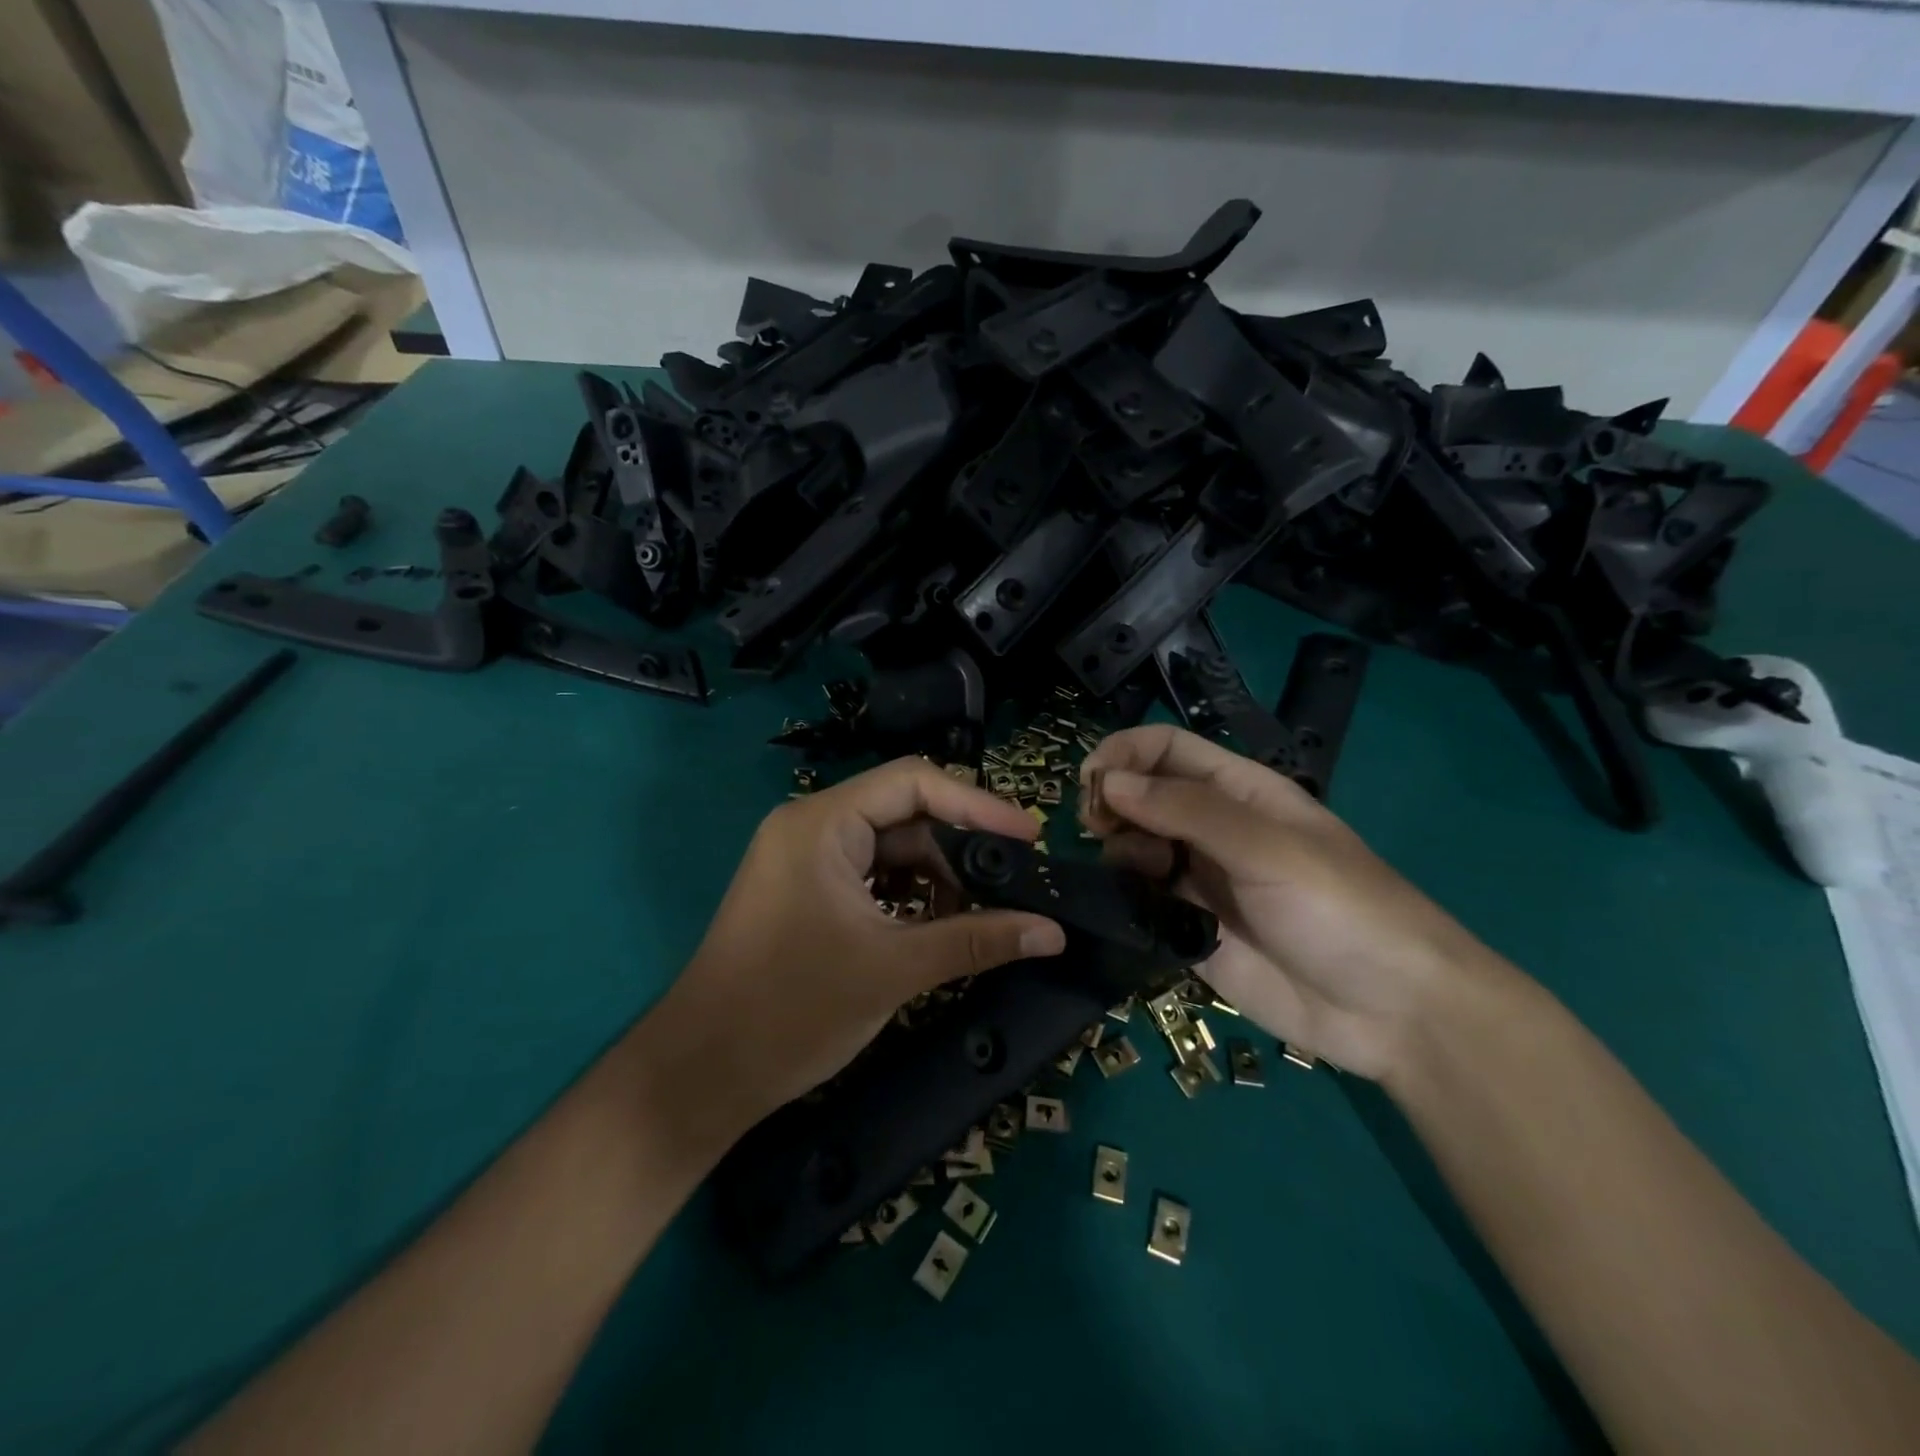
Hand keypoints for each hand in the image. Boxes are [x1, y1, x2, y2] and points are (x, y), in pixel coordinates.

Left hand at [656, 758, 1066, 1132]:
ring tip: (983, 914)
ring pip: (891, 849)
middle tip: (1015, 882)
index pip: (913, 782)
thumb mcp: (894, 968)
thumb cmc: (792, 1010)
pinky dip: (909, 896)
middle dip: (960, 849)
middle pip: (904, 814)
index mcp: (821, 824)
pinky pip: (872, 877)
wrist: (701, 1075)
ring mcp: (805, 860)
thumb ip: (978, 941)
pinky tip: (940, 925)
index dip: (976, 805)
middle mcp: (811, 827)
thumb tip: (1053, 932)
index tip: (1029, 837)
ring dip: (938, 878)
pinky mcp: (806, 892)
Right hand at [1080, 725, 1499, 1080]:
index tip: (1091, 781)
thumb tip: (1109, 782)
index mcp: (1239, 792)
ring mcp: (1200, 881)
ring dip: (1116, 850)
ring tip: (1131, 873)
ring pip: (1135, 847)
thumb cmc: (1341, 909)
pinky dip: (1124, 897)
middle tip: (1095, 827)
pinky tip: (1126, 908)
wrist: (1392, 1013)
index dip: (1125, 754)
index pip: (1167, 750)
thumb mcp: (1268, 846)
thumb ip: (1187, 810)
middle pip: (1143, 795)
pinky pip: (1143, 902)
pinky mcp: (1190, 931)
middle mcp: (1212, 830)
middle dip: (1111, 801)